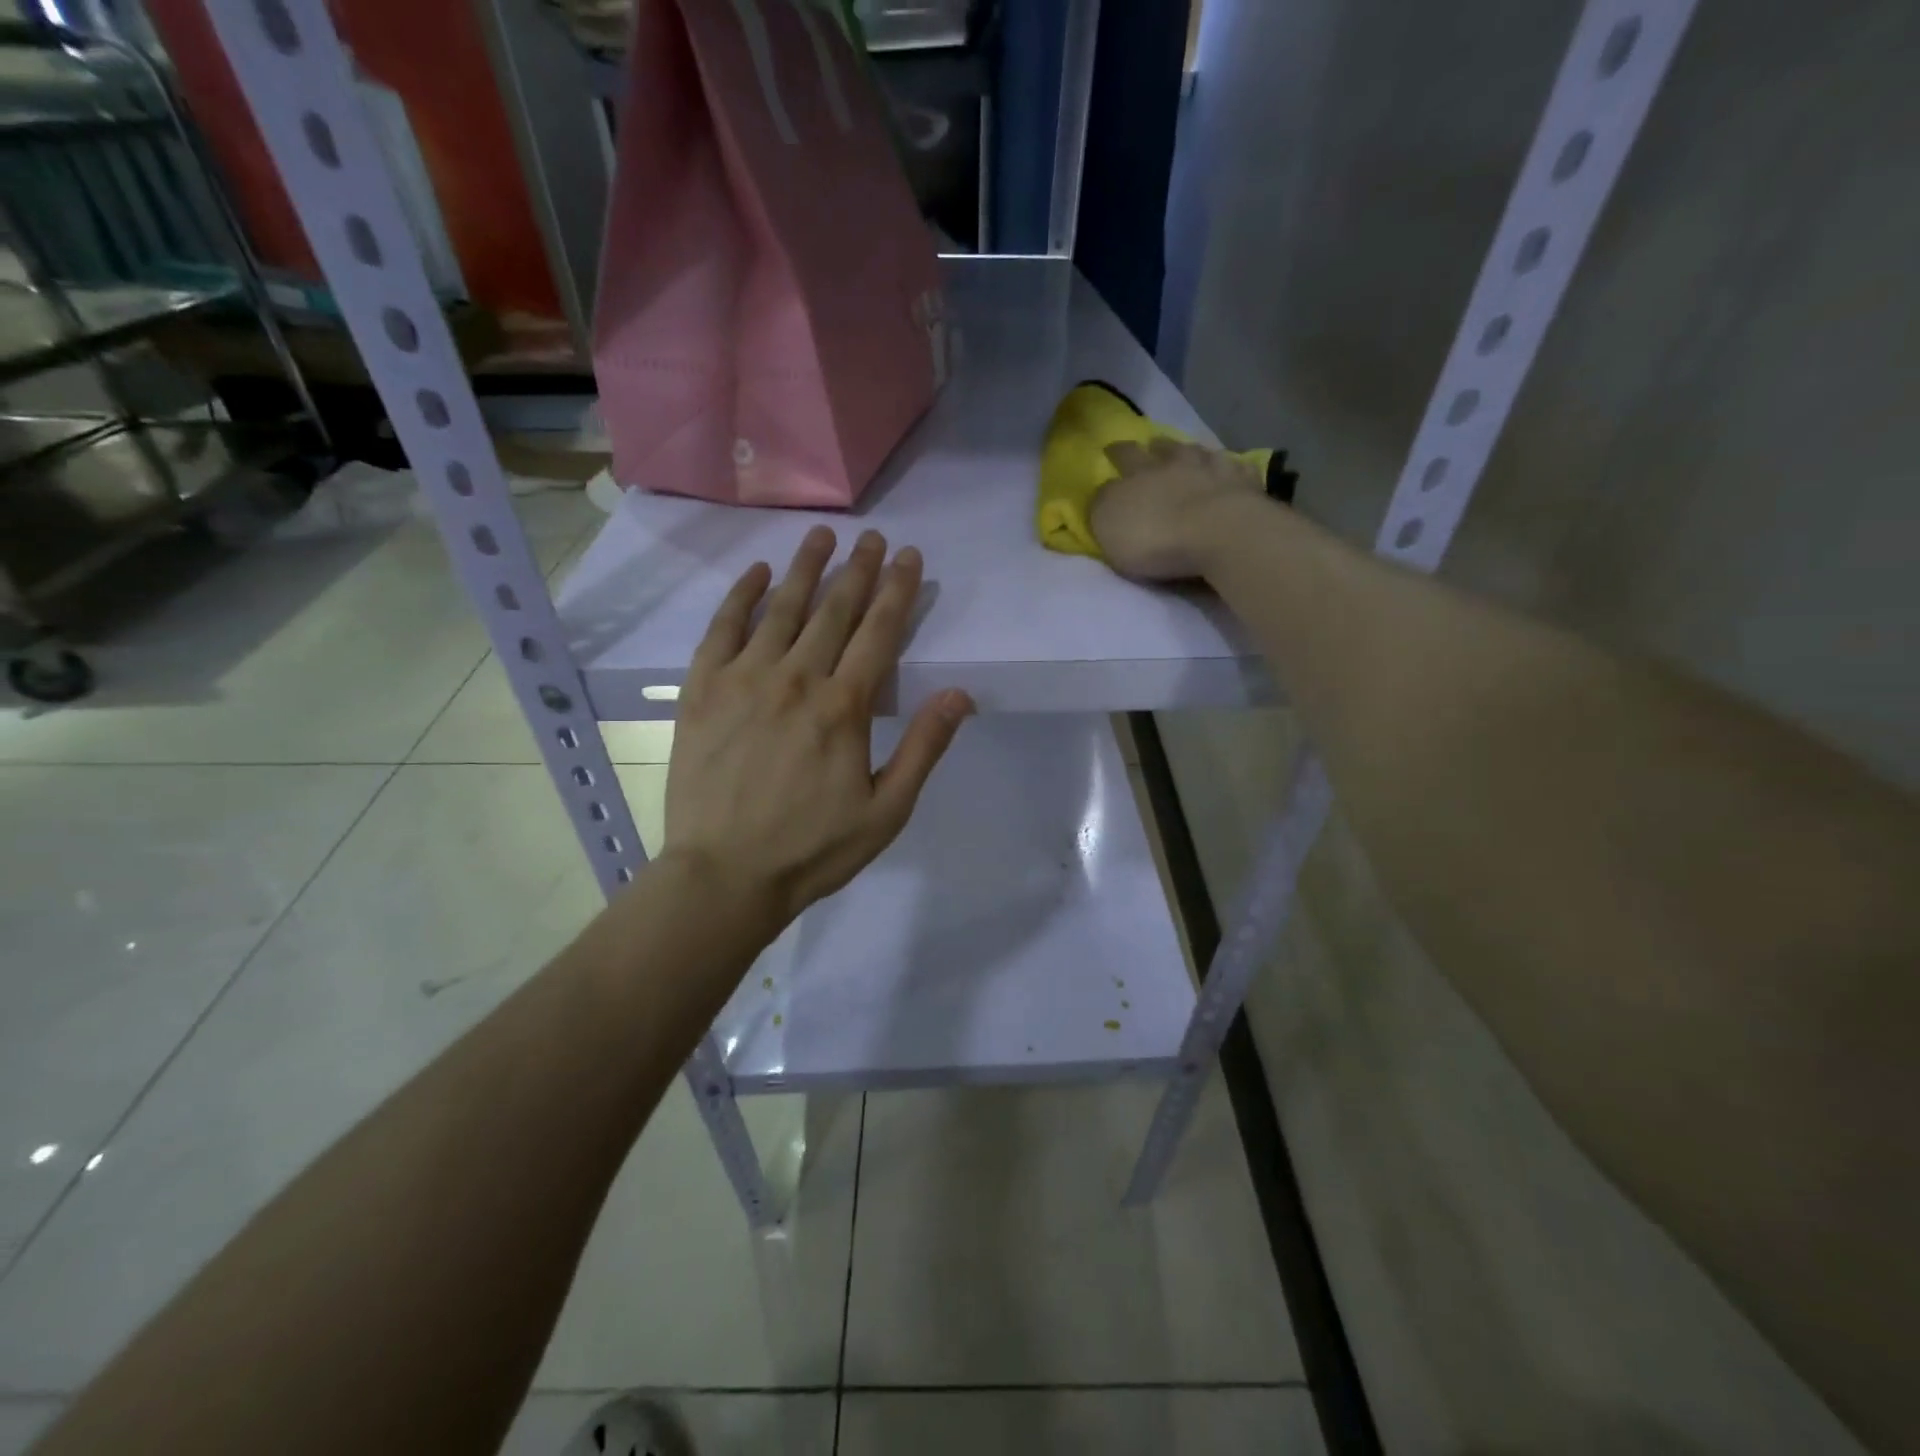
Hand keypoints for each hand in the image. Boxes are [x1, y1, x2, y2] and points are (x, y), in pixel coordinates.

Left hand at [662, 526, 973, 931]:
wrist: (724, 875)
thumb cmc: (813, 848)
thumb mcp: (886, 811)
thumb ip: (923, 747)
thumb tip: (960, 694)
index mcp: (844, 707)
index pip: (879, 632)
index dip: (898, 589)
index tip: (909, 555)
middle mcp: (796, 678)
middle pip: (834, 610)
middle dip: (858, 569)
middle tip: (873, 537)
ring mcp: (744, 679)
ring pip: (781, 608)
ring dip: (805, 568)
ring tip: (822, 536)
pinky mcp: (702, 689)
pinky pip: (722, 629)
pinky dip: (740, 596)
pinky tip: (756, 573)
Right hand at [1091, 438, 1264, 579]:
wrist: (1218, 534)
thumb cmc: (1155, 535)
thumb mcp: (1108, 524)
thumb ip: (1103, 505)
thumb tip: (1106, 491)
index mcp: (1140, 473)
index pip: (1124, 456)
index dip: (1116, 452)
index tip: (1111, 448)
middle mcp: (1178, 464)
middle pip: (1165, 450)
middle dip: (1156, 446)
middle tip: (1153, 444)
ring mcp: (1216, 471)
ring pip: (1202, 454)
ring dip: (1194, 452)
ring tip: (1192, 451)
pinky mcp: (1246, 487)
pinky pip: (1238, 470)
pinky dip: (1233, 468)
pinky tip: (1234, 468)